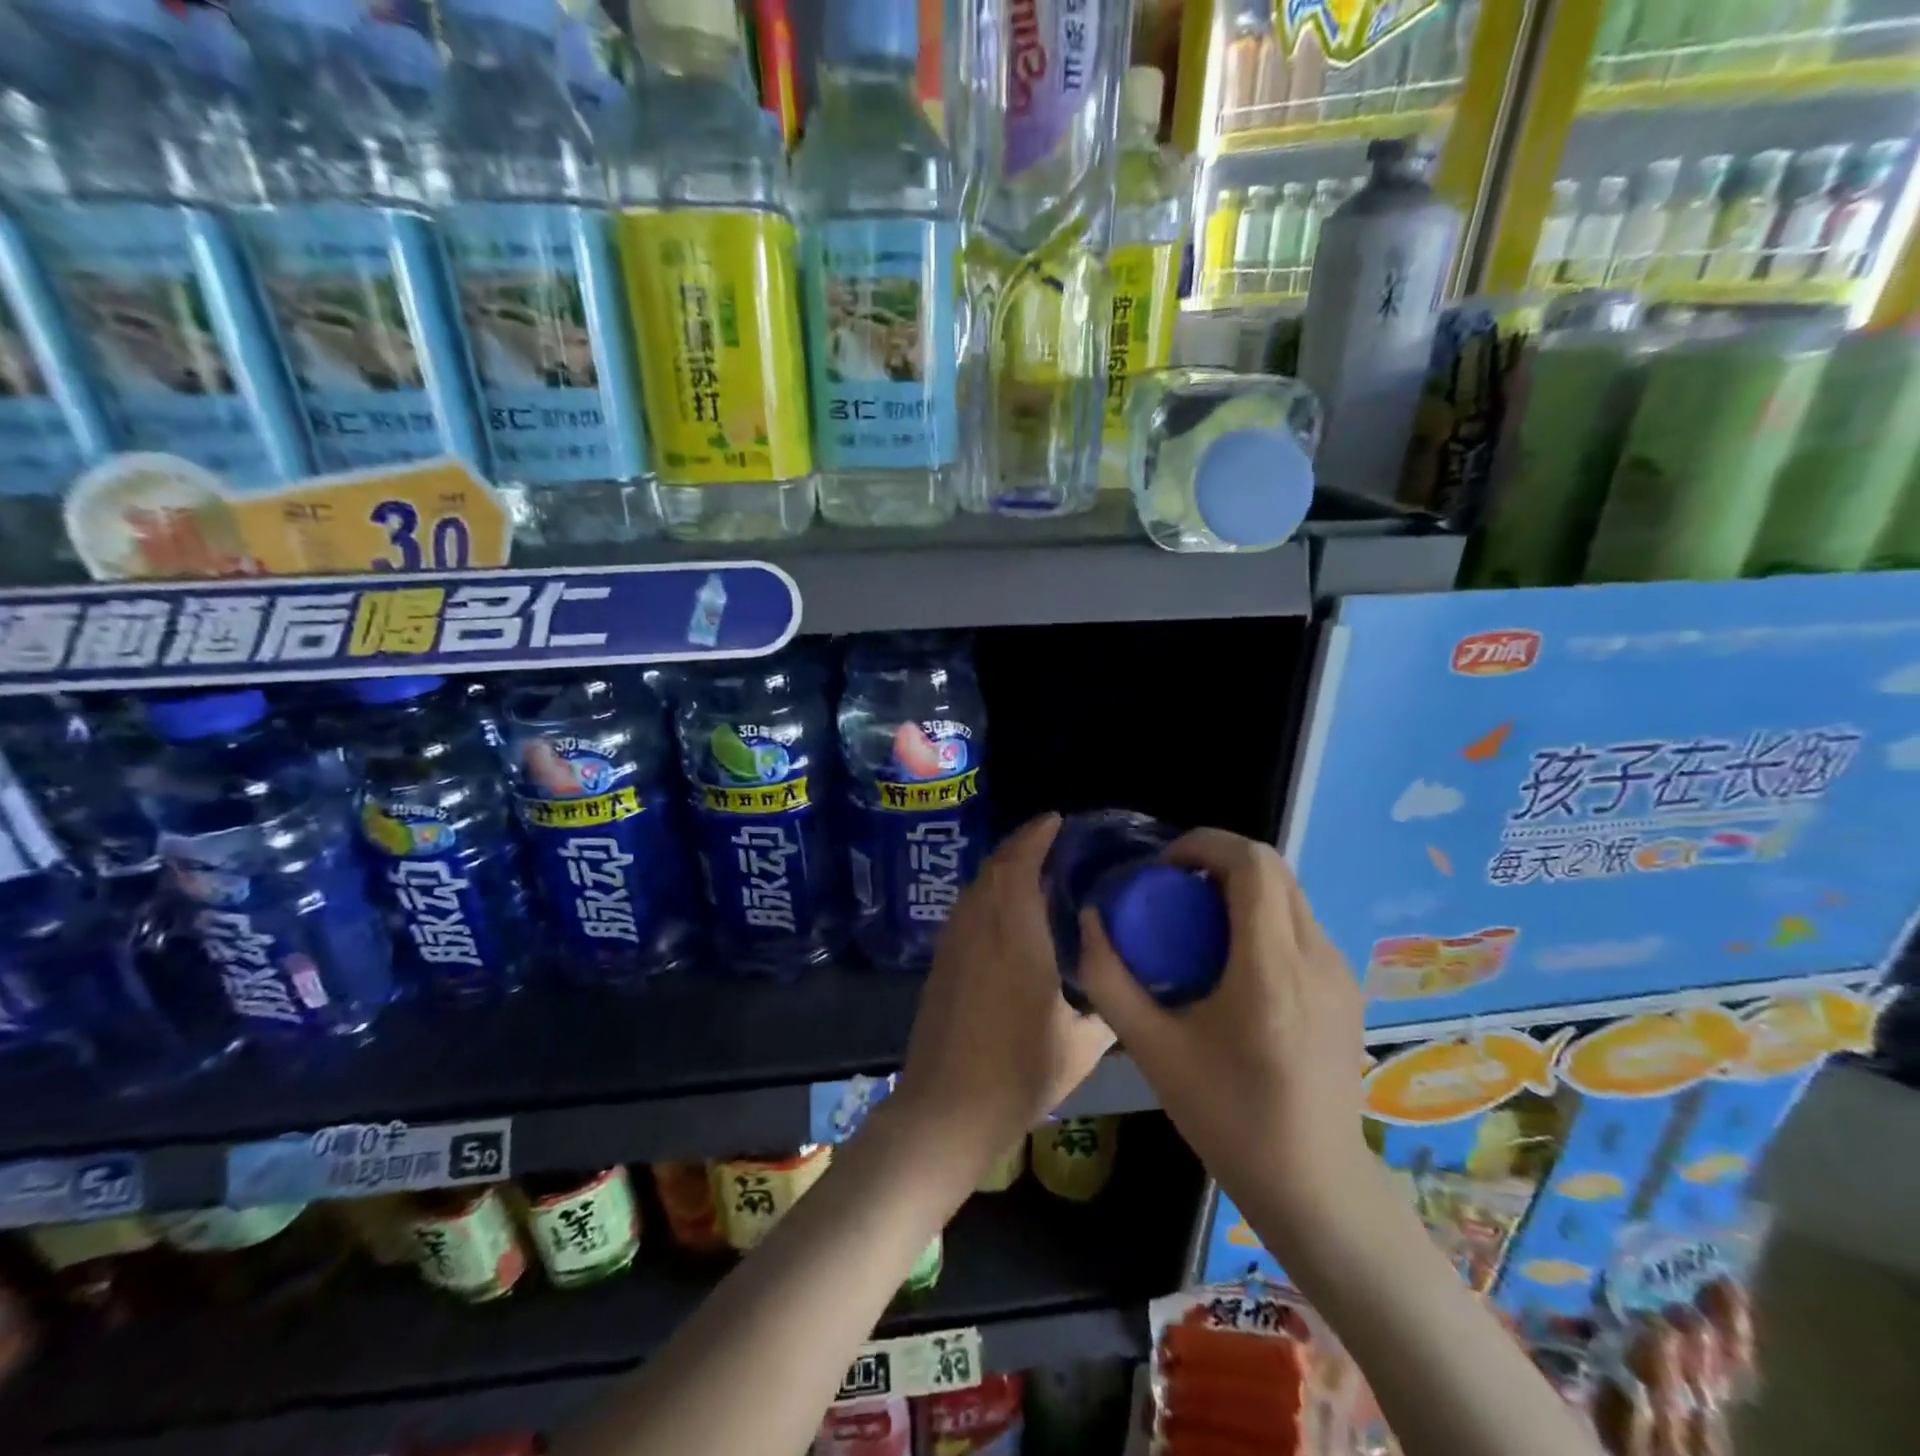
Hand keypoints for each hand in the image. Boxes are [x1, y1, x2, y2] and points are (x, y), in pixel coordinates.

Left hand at [892, 813, 1115, 1177]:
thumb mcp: (1080, 1045)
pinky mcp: (940, 962)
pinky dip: (987, 895)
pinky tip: (1006, 914)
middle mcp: (979, 926)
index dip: (1036, 836)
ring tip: (1034, 872)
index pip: (1020, 864)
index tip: (1056, 820)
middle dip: (1021, 846)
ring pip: (976, 887)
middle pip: (995, 868)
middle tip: (1052, 842)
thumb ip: (1105, 1006)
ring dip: (1002, 869)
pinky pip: (966, 910)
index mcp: (1015, 934)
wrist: (947, 1108)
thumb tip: (1121, 981)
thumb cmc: (1020, 1073)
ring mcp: (953, 942)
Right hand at [1076, 829, 1370, 1239]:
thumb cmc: (1228, 1118)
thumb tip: (1090, 920)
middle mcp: (1315, 957)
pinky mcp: (1347, 988)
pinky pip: (1300, 924)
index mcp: (1271, 969)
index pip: (1253, 864)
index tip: (1163, 866)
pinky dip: (1262, 914)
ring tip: (1197, 921)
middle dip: (1218, 859)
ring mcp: (1340, 972)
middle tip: (1172, 887)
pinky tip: (1233, 959)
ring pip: (1289, 893)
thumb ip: (1110, 980)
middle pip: (1274, 868)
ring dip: (1241, 886)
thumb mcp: (1153, 1050)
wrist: (1315, 1187)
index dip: (1204, 843)